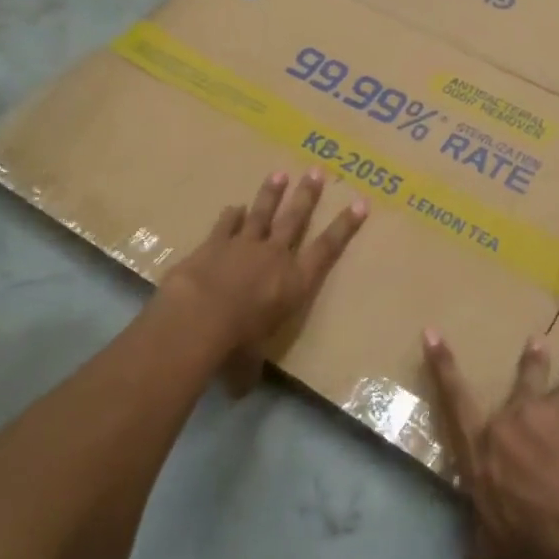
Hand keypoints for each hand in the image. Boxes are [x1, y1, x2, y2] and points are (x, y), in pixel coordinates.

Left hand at [162, 169, 366, 362]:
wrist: (198, 318)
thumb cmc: (235, 344)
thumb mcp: (248, 363)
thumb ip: (249, 367)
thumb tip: (241, 387)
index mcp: (295, 282)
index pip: (327, 249)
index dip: (345, 226)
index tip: (360, 202)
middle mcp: (274, 256)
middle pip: (296, 219)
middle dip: (307, 195)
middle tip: (316, 171)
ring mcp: (243, 246)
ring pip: (262, 213)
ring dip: (271, 194)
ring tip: (279, 173)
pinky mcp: (213, 245)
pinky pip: (225, 225)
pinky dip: (230, 216)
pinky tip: (233, 207)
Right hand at [423, 330, 558, 558]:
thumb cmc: (537, 543)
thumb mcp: (493, 548)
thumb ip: (480, 532)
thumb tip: (475, 538)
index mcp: (482, 447)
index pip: (454, 398)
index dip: (442, 364)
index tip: (432, 332)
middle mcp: (514, 419)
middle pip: (521, 379)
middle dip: (530, 359)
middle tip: (536, 341)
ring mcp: (552, 412)